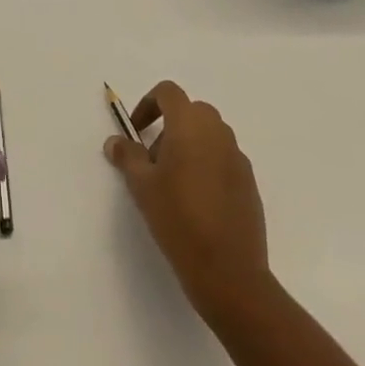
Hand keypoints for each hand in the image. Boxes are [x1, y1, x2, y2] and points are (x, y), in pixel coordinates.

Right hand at [104, 80, 271, 322]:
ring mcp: (237, 156)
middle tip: (154, 160)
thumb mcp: (142, 187)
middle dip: (169, 126)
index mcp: (190, 124)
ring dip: (189, 145)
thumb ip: (127, 156)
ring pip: (209, 135)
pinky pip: (223, 158)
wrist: (230, 273)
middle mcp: (217, 131)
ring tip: (174, 183)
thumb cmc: (179, 220)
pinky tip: (198, 202)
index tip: (136, 131)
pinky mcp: (249, 182)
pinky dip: (208, 165)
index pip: (168, 92)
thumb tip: (115, 141)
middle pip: (190, 111)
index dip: (148, 104)